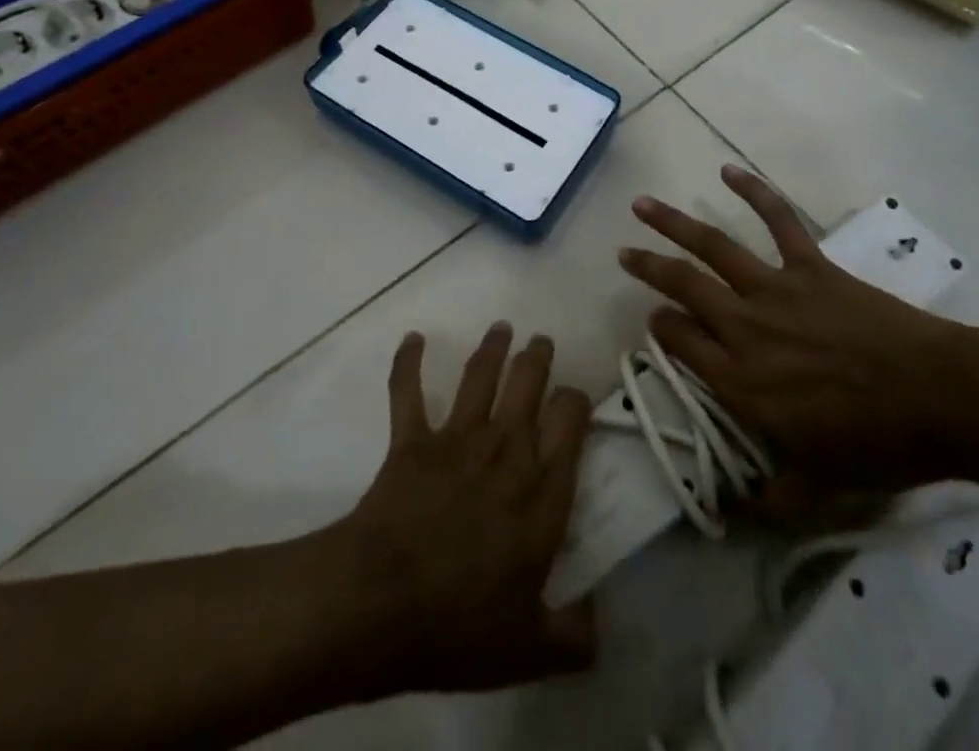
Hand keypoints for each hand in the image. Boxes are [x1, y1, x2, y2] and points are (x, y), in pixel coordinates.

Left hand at [337, 325, 594, 696]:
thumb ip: (574, 636)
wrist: (381, 604)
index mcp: (542, 490)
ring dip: (491, 347)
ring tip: (501, 328)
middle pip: (528, 382)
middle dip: (538, 356)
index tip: (576, 398)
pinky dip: (408, 361)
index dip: (577, 400)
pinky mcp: (412, 438)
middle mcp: (505, 449)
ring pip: (480, 375)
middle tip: (541, 340)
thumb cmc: (462, 626)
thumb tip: (597, 622)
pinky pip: (408, 390)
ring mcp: (456, 438)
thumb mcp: (531, 649)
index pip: (571, 421)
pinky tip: (413, 338)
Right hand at [619, 164, 976, 510]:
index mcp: (739, 380)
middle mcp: (744, 327)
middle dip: (648, 268)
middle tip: (623, 252)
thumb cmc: (877, 446)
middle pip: (682, 288)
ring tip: (642, 204)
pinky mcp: (809, 266)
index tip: (653, 320)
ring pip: (712, 248)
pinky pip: (779, 221)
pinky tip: (729, 171)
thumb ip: (769, 500)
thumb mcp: (818, 489)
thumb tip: (731, 514)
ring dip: (673, 224)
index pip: (680, 344)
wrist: (938, 399)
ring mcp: (775, 290)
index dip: (660, 329)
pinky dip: (755, 192)